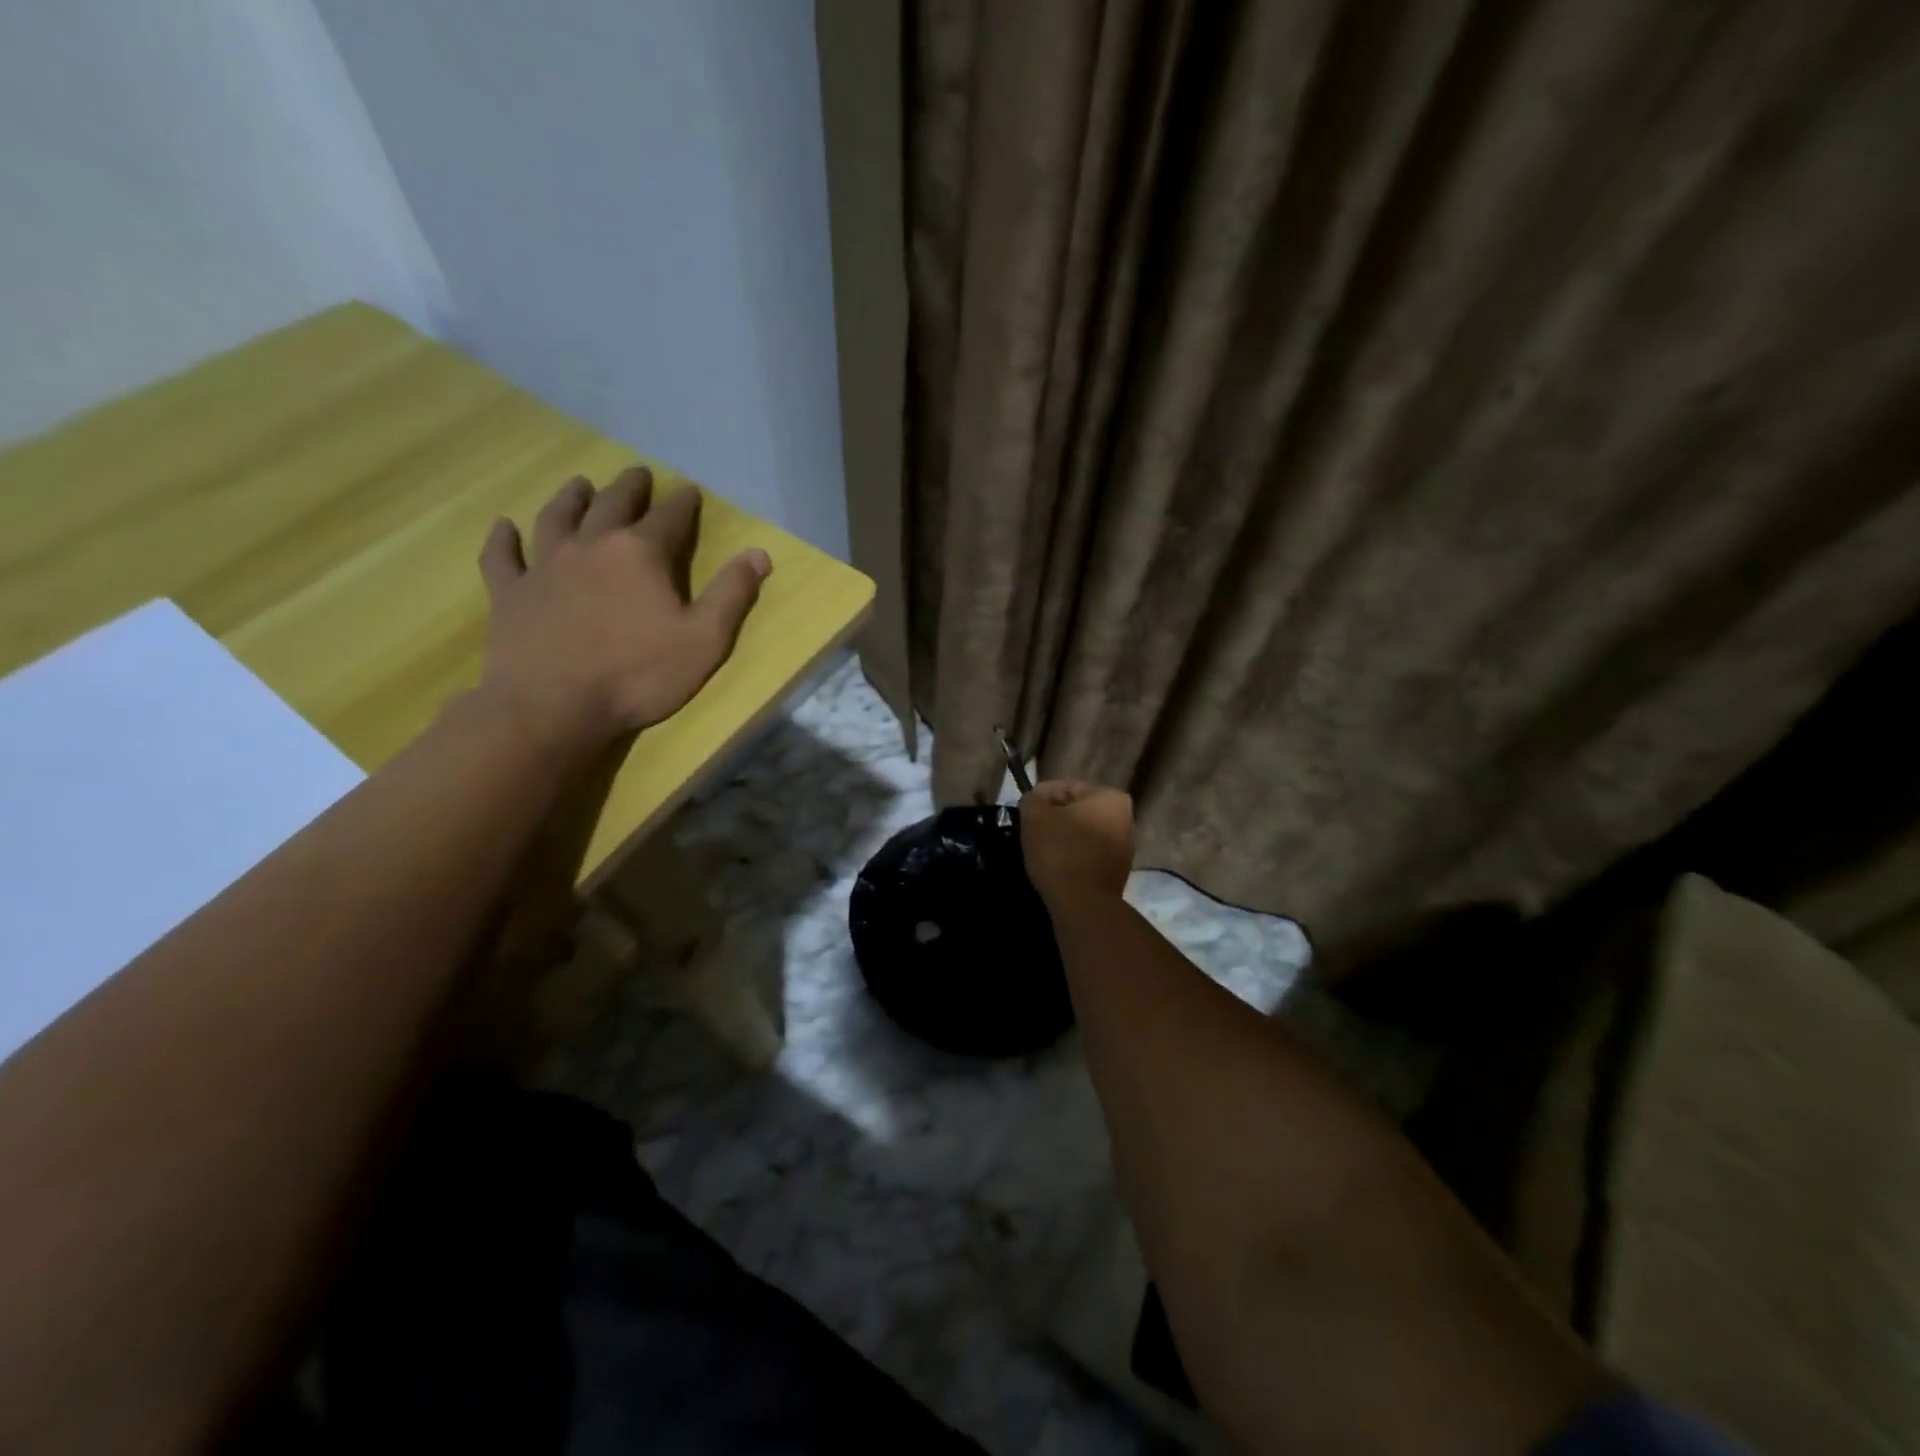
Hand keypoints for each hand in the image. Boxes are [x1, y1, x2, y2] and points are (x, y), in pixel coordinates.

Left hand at [474, 467, 770, 751]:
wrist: (552, 706)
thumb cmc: (638, 675)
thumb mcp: (704, 640)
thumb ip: (732, 594)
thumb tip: (760, 553)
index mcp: (640, 554)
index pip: (669, 517)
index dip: (682, 502)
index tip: (689, 490)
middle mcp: (591, 546)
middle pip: (611, 504)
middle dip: (629, 488)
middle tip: (638, 474)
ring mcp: (544, 566)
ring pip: (557, 518)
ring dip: (571, 497)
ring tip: (580, 484)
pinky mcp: (510, 592)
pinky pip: (502, 556)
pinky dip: (503, 538)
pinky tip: (504, 526)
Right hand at [1019, 780, 1134, 903]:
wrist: (1083, 904)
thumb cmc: (1061, 851)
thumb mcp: (1036, 816)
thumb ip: (1033, 799)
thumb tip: (1035, 801)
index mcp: (1110, 797)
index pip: (1065, 787)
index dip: (1040, 798)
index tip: (1023, 813)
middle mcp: (1125, 819)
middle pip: (1076, 810)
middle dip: (1053, 818)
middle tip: (1030, 831)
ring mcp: (1124, 848)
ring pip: (1082, 834)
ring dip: (1062, 839)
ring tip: (1040, 851)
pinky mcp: (1116, 872)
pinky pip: (1087, 855)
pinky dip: (1071, 857)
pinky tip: (1055, 866)